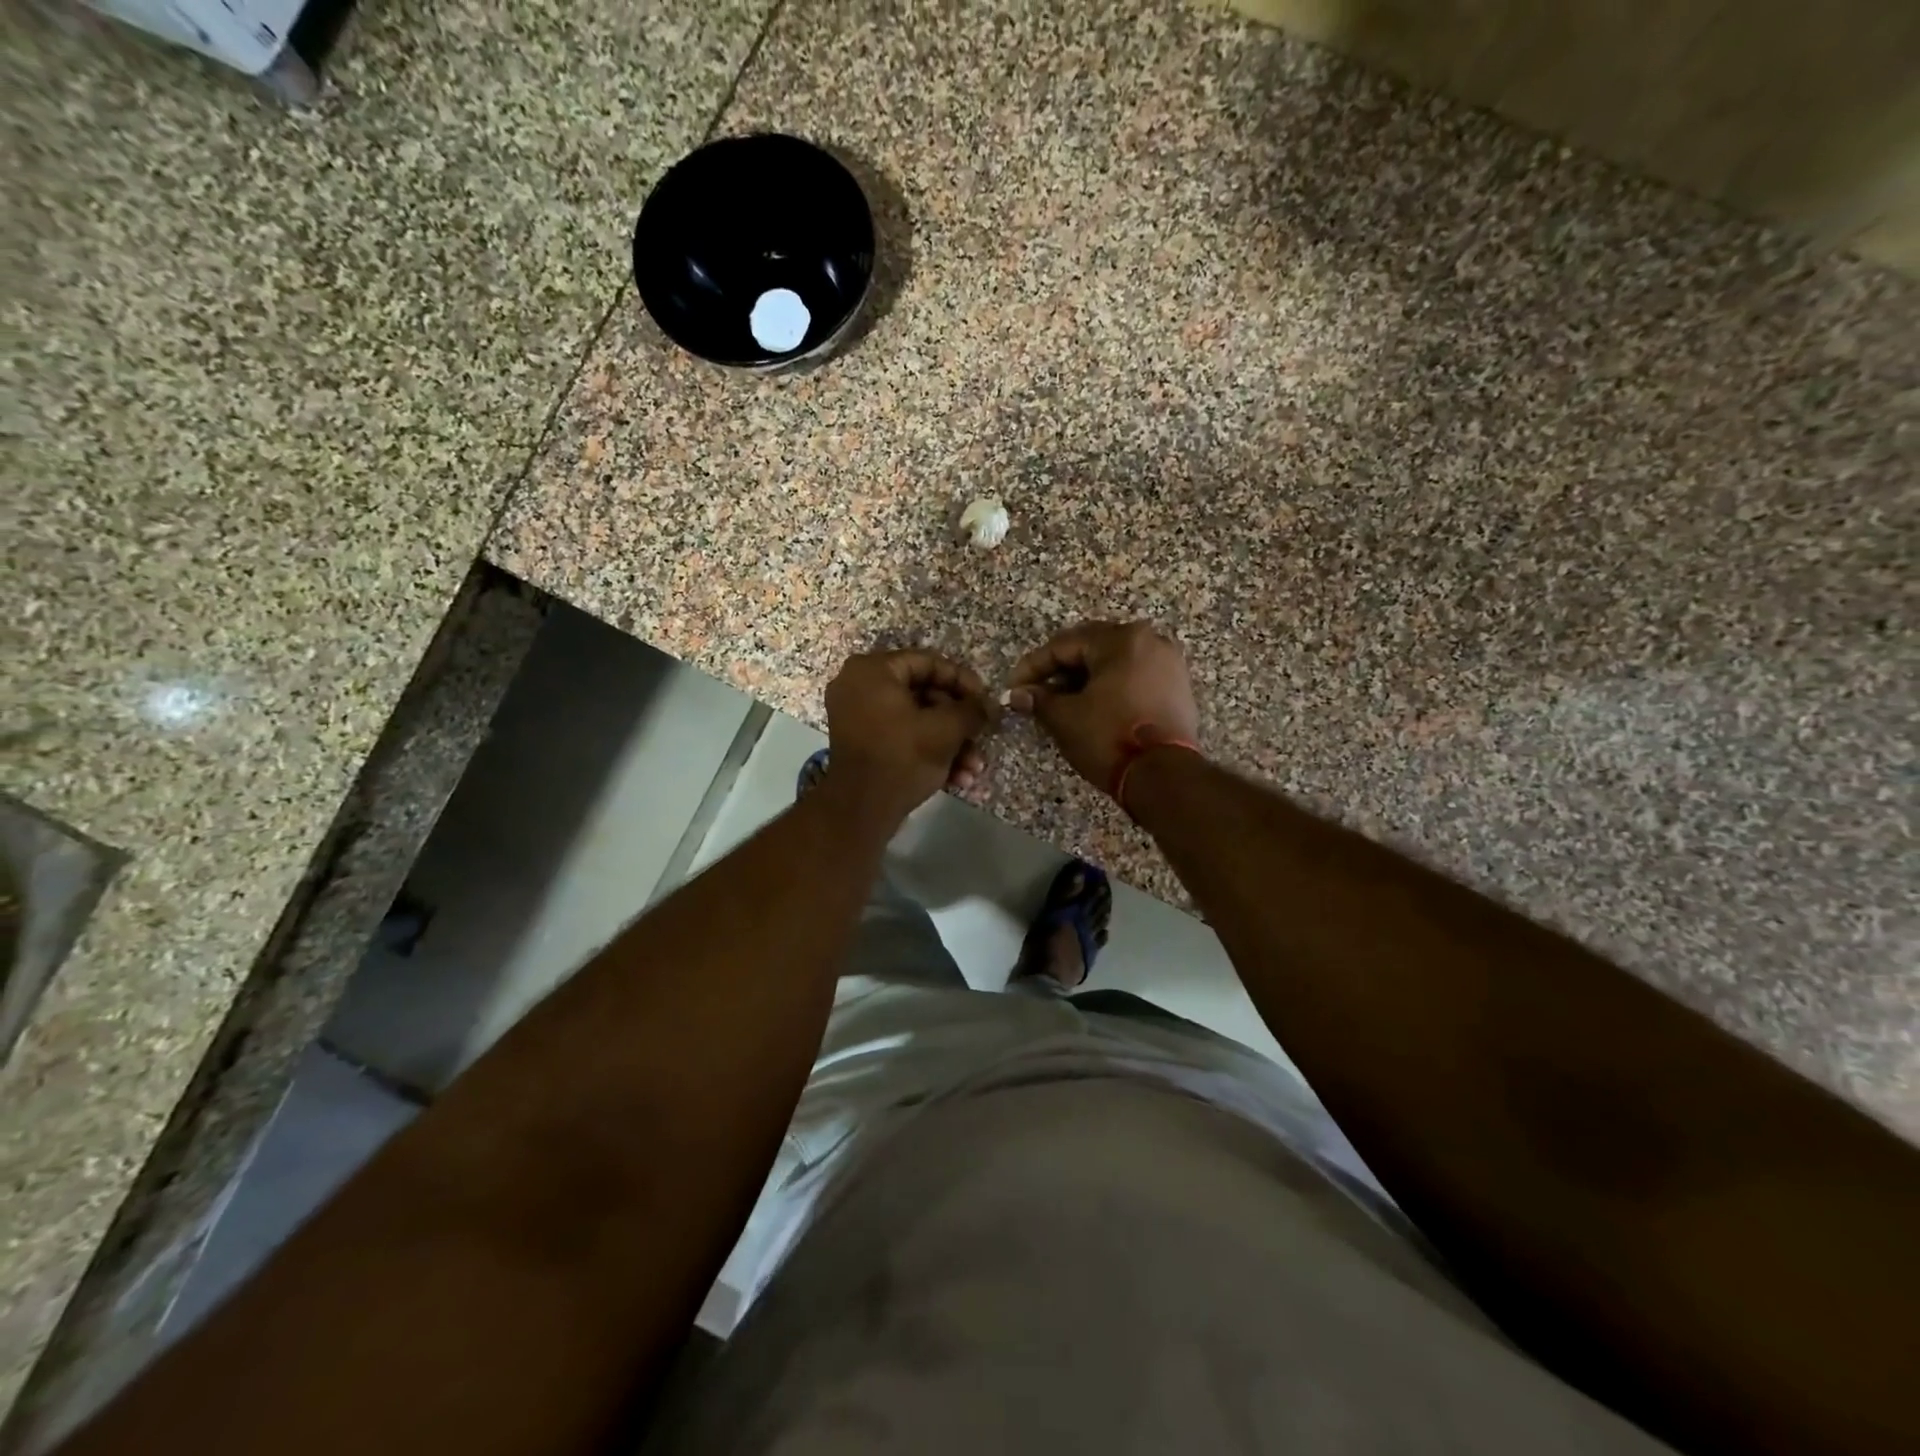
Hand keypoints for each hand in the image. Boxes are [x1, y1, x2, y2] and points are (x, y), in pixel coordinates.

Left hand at [824, 650, 991, 822]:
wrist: (860, 811)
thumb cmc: (902, 757)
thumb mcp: (945, 730)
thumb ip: (972, 710)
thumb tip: (989, 706)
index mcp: (873, 670)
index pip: (928, 662)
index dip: (963, 681)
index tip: (986, 701)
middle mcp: (859, 685)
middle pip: (923, 694)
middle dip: (958, 722)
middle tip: (982, 737)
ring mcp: (857, 715)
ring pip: (916, 719)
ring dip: (949, 743)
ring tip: (973, 768)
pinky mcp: (862, 743)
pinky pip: (901, 736)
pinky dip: (928, 752)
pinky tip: (957, 778)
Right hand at [1007, 621, 1199, 791]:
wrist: (1165, 775)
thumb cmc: (1109, 737)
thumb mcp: (1065, 718)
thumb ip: (1038, 700)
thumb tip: (1017, 694)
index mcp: (1120, 639)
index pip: (1063, 645)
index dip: (1033, 667)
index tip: (1014, 688)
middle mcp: (1149, 641)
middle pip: (1092, 648)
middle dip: (1060, 670)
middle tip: (1036, 693)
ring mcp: (1168, 664)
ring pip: (1115, 663)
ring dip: (1085, 680)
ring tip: (1062, 703)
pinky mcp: (1178, 688)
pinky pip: (1135, 678)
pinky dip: (1111, 688)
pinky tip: (1093, 709)